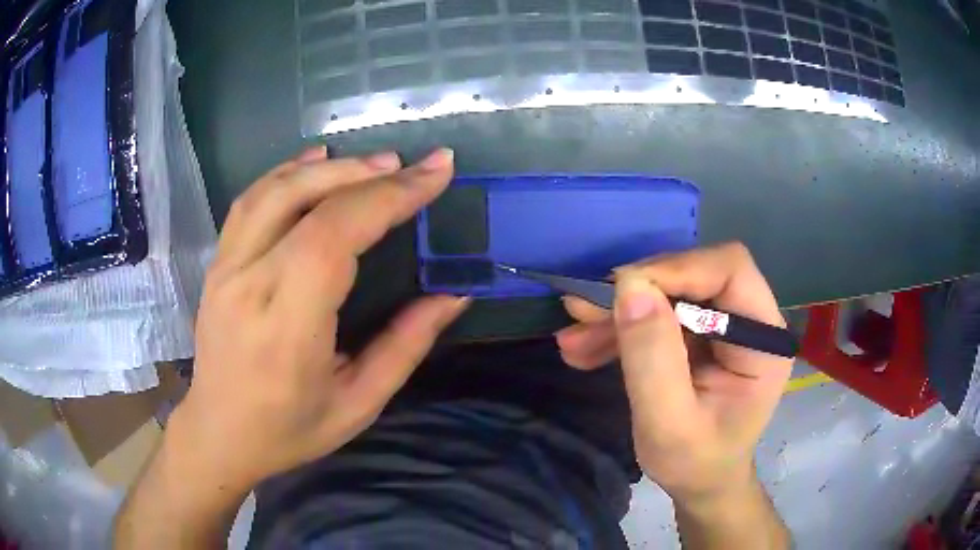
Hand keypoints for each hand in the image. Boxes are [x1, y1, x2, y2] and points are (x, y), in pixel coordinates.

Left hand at [171, 146, 467, 491]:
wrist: (218, 434)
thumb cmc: (289, 430)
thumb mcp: (358, 403)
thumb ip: (406, 346)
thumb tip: (454, 295)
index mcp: (286, 328)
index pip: (333, 238)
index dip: (388, 198)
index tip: (435, 174)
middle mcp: (248, 285)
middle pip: (305, 202)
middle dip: (368, 175)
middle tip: (414, 166)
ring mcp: (225, 269)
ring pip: (274, 191)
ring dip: (329, 168)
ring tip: (376, 162)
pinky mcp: (218, 263)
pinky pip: (250, 201)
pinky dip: (288, 172)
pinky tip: (317, 161)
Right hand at [556, 243, 791, 501]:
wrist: (700, 482)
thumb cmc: (695, 463)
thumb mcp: (668, 425)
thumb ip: (653, 360)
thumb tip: (629, 288)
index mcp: (763, 340)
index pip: (730, 270)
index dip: (676, 270)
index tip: (620, 291)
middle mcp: (750, 320)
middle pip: (695, 274)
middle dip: (637, 292)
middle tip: (582, 311)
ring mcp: (725, 324)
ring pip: (671, 291)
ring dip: (620, 311)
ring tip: (573, 338)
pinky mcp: (702, 333)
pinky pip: (660, 312)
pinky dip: (622, 326)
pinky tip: (586, 347)